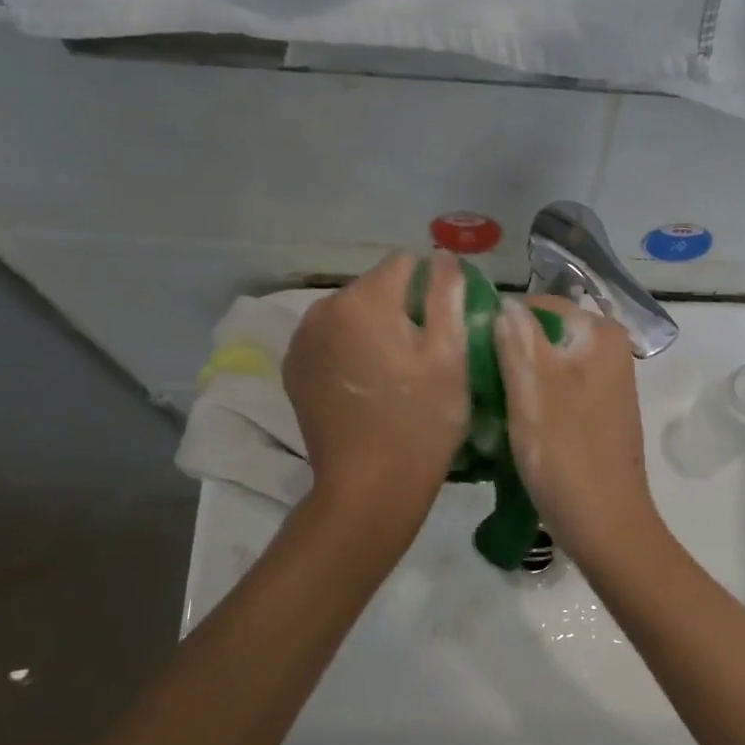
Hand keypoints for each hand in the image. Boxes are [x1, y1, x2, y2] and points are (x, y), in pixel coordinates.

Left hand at [283, 252, 468, 525]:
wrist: (369, 488)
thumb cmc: (421, 420)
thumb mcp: (450, 355)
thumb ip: (447, 295)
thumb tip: (443, 257)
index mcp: (363, 300)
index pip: (405, 263)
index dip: (432, 287)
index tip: (445, 324)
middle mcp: (322, 310)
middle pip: (375, 288)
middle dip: (401, 308)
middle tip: (424, 355)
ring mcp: (302, 341)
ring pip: (351, 314)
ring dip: (374, 329)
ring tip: (395, 372)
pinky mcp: (294, 370)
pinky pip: (331, 341)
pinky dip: (350, 350)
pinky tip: (367, 386)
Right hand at [493, 294, 670, 575]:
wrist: (607, 527)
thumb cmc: (567, 456)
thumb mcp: (533, 391)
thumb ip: (517, 339)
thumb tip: (503, 302)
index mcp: (600, 335)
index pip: (537, 305)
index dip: (497, 323)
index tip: (465, 352)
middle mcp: (609, 350)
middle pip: (542, 334)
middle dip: (506, 352)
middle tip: (470, 380)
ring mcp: (605, 382)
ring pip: (546, 363)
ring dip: (515, 378)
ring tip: (484, 402)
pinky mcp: (597, 411)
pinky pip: (556, 388)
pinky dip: (532, 398)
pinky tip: (507, 420)